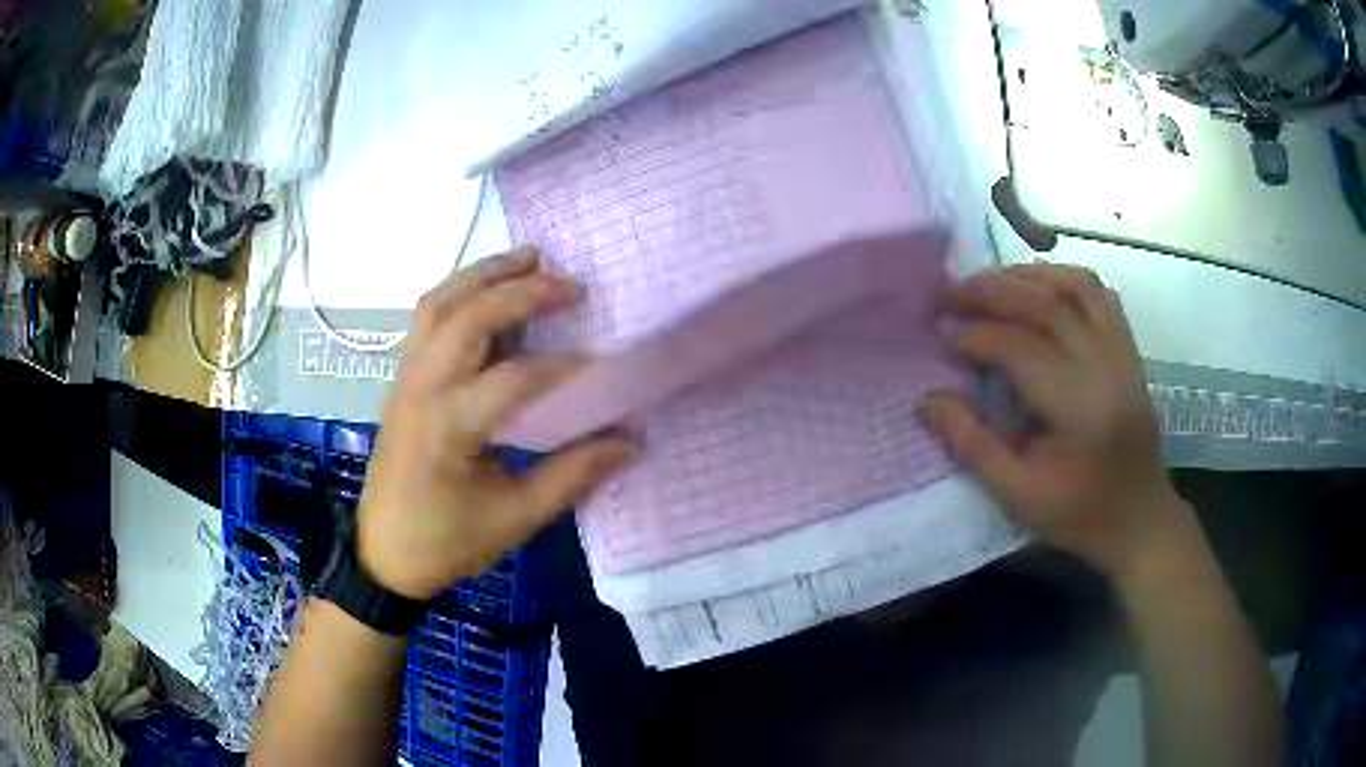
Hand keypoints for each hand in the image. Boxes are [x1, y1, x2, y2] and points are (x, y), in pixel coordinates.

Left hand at [356, 247, 636, 600]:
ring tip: (527, 258)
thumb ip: (573, 474)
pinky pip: (426, 320)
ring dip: (482, 276)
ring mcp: (404, 379)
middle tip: (569, 283)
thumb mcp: (514, 518)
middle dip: (520, 291)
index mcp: (448, 425)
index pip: (515, 378)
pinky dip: (458, 294)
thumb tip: (630, 441)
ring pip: (438, 305)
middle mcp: (421, 388)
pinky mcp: (401, 381)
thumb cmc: (446, 542)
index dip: (566, 369)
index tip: (608, 367)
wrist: (383, 556)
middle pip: (469, 317)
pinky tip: (485, 293)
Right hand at [919, 263, 1191, 579]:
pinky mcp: (1128, 348)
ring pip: (1072, 286)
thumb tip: (927, 399)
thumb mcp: (1018, 494)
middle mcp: (1104, 364)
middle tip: (947, 293)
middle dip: (989, 292)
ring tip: (986, 283)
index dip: (974, 337)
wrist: (1140, 518)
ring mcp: (1121, 351)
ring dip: (1025, 276)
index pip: (1019, 347)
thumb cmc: (1078, 514)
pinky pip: (1097, 293)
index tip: (939, 339)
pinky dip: (1062, 279)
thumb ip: (972, 443)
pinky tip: (1036, 287)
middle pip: (1044, 304)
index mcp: (1078, 406)